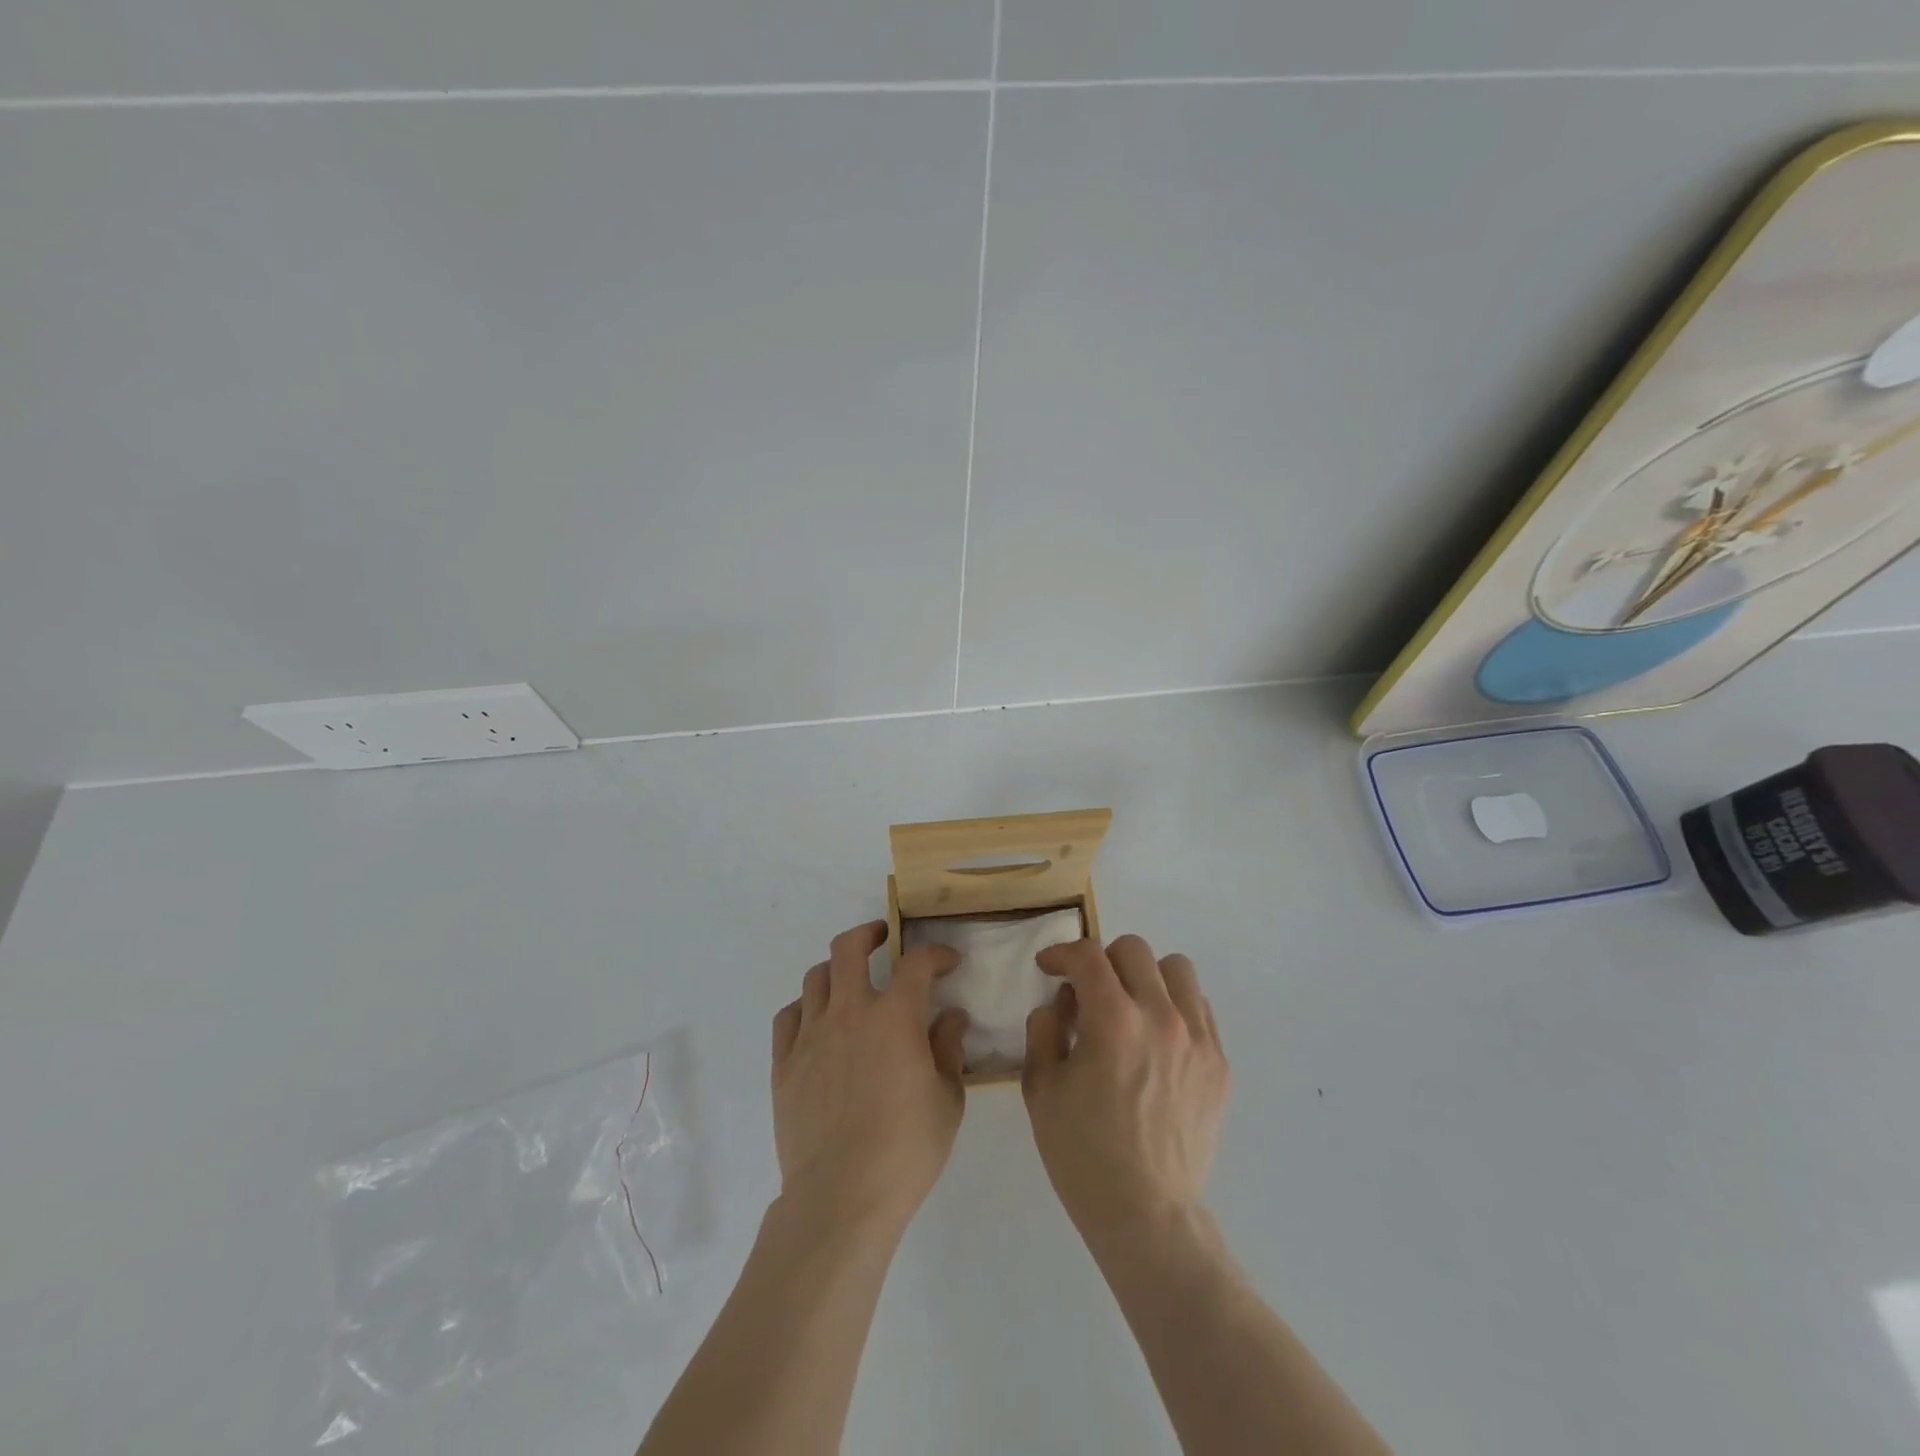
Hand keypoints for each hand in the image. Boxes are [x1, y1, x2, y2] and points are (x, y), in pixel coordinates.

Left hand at [770, 921, 969, 1233]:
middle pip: (848, 948)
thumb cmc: (906, 1149)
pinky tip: (816, 1022)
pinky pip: (788, 1017)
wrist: (841, 1196)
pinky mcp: (784, 1064)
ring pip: (815, 977)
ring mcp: (811, 1036)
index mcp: (895, 1018)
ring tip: (849, 982)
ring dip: (836, 970)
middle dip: (869, 933)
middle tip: (883, 938)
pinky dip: (804, 1008)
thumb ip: (949, 1050)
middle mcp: (849, 1012)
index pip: (917, 963)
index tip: (948, 962)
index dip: (936, 954)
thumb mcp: (947, 1100)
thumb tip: (952, 1017)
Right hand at [1022, 936, 1229, 1241]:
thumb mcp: (1040, 1088)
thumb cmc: (1083, 1153)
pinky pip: (1200, 1008)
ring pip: (1177, 969)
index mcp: (1113, 1020)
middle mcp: (1161, 1016)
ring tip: (1130, 1008)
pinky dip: (1175, 1007)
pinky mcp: (1220, 1063)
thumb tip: (1061, 1002)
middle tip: (1088, 992)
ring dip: (1146, 977)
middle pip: (1134, 950)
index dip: (1061, 953)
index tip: (1049, 968)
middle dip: (1102, 961)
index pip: (1088, 955)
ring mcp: (1198, 1038)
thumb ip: (1044, 1029)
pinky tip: (1157, 1040)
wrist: (1146, 1213)